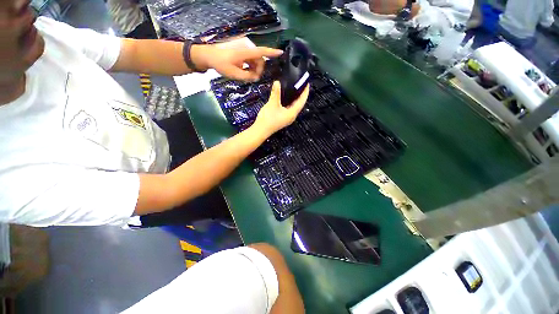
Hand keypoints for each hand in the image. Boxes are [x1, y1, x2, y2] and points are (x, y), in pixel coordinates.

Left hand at [191, 44, 282, 81]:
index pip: (261, 52)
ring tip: (247, 75)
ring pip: (255, 60)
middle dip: (258, 70)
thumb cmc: (221, 64)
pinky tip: (244, 70)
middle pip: (259, 59)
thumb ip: (248, 76)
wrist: (209, 56)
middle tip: (253, 78)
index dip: (272, 53)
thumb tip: (256, 78)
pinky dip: (250, 66)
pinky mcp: (242, 50)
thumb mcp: (235, 74)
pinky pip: (250, 58)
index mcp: (245, 52)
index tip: (281, 53)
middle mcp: (246, 48)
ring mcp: (244, 48)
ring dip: (254, 69)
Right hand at [253, 81, 309, 135]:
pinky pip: (289, 108)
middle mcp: (292, 116)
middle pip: (299, 104)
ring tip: (295, 90)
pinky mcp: (283, 119)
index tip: (307, 84)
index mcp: (292, 113)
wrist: (261, 130)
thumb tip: (277, 82)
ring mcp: (287, 118)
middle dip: (301, 95)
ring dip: (295, 99)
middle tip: (301, 85)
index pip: (302, 101)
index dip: (305, 92)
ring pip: (294, 107)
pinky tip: (286, 98)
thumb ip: (276, 93)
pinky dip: (290, 102)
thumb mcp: (272, 104)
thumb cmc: (268, 119)